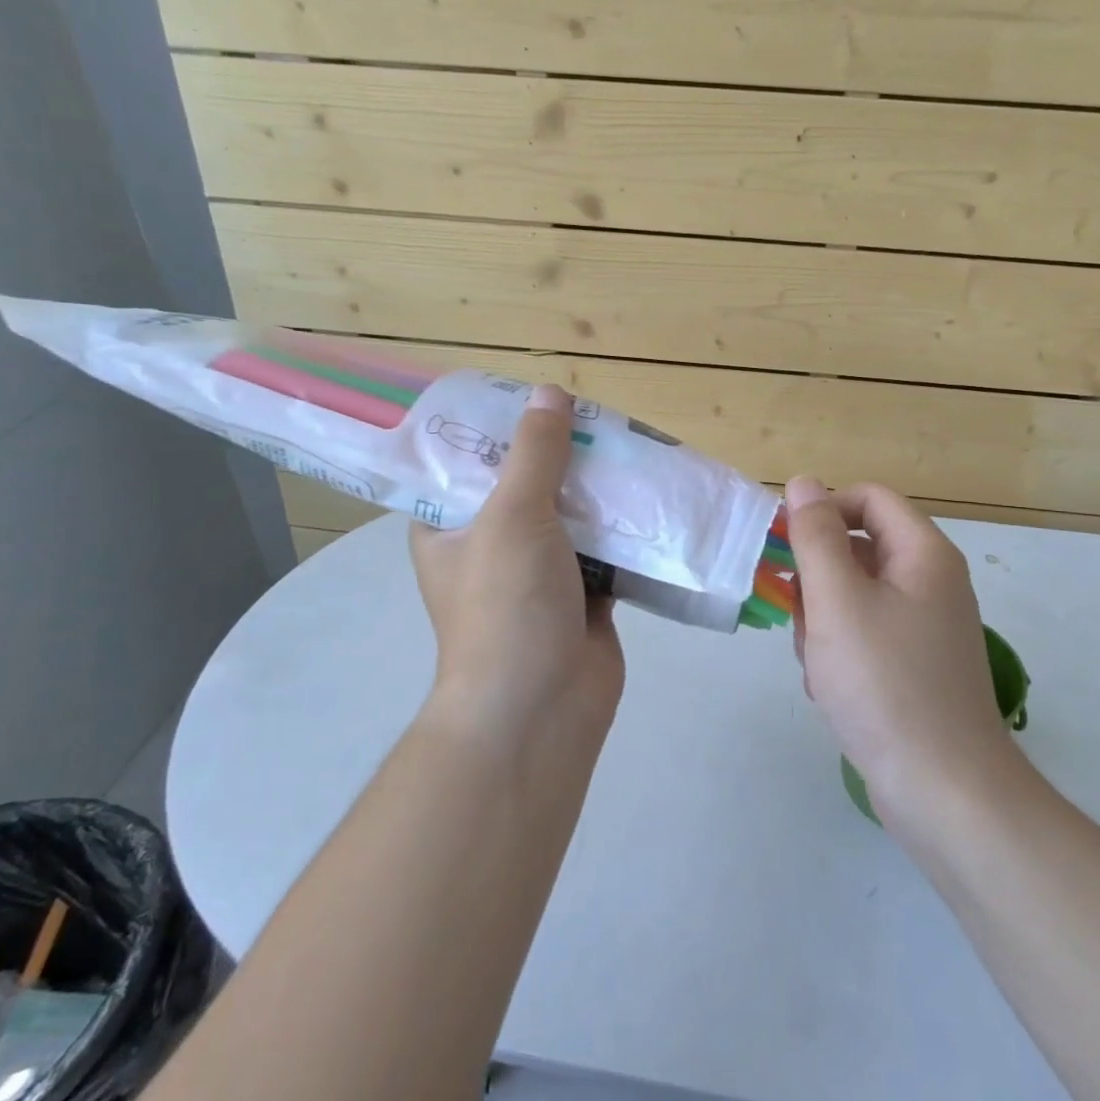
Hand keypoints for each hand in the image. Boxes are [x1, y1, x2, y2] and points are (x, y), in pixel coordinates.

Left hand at [409, 385, 623, 743]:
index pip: (466, 463)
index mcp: (449, 527)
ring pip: (570, 518)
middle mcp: (490, 546)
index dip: (498, 430)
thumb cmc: (507, 604)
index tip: (536, 401)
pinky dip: (624, 531)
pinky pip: (604, 550)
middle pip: (527, 486)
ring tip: (630, 447)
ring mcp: (537, 574)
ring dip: (598, 493)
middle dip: (561, 457)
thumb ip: (535, 453)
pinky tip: (650, 498)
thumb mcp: (513, 515)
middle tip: (596, 420)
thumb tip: (551, 392)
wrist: (542, 707)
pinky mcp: (581, 597)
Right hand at [784, 477, 1017, 811]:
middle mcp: (930, 582)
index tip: (785, 546)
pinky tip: (830, 688)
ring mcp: (924, 627)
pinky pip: (864, 635)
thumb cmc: (885, 683)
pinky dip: (839, 652)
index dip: (823, 510)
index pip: (868, 499)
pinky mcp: (914, 665)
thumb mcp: (838, 601)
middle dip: (818, 580)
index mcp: (923, 554)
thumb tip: (804, 482)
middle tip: (802, 618)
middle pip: (857, 549)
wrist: (943, 790)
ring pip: (853, 596)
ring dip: (822, 621)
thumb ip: (816, 536)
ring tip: (819, 663)